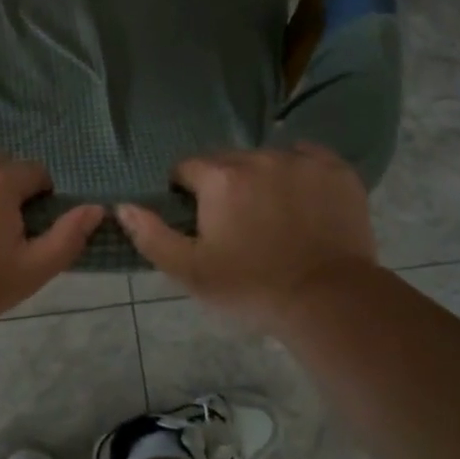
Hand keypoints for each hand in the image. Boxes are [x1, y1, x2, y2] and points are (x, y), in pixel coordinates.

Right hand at [115, 144, 376, 320]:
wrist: (330, 301)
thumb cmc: (252, 287)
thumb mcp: (190, 272)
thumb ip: (151, 236)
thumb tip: (123, 206)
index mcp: (219, 178)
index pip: (186, 169)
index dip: (186, 194)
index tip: (200, 223)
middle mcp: (257, 157)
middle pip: (227, 162)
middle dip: (224, 186)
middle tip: (237, 225)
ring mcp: (300, 161)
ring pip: (266, 160)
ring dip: (261, 179)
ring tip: (274, 217)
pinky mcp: (336, 170)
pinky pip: (307, 158)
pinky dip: (299, 173)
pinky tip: (303, 201)